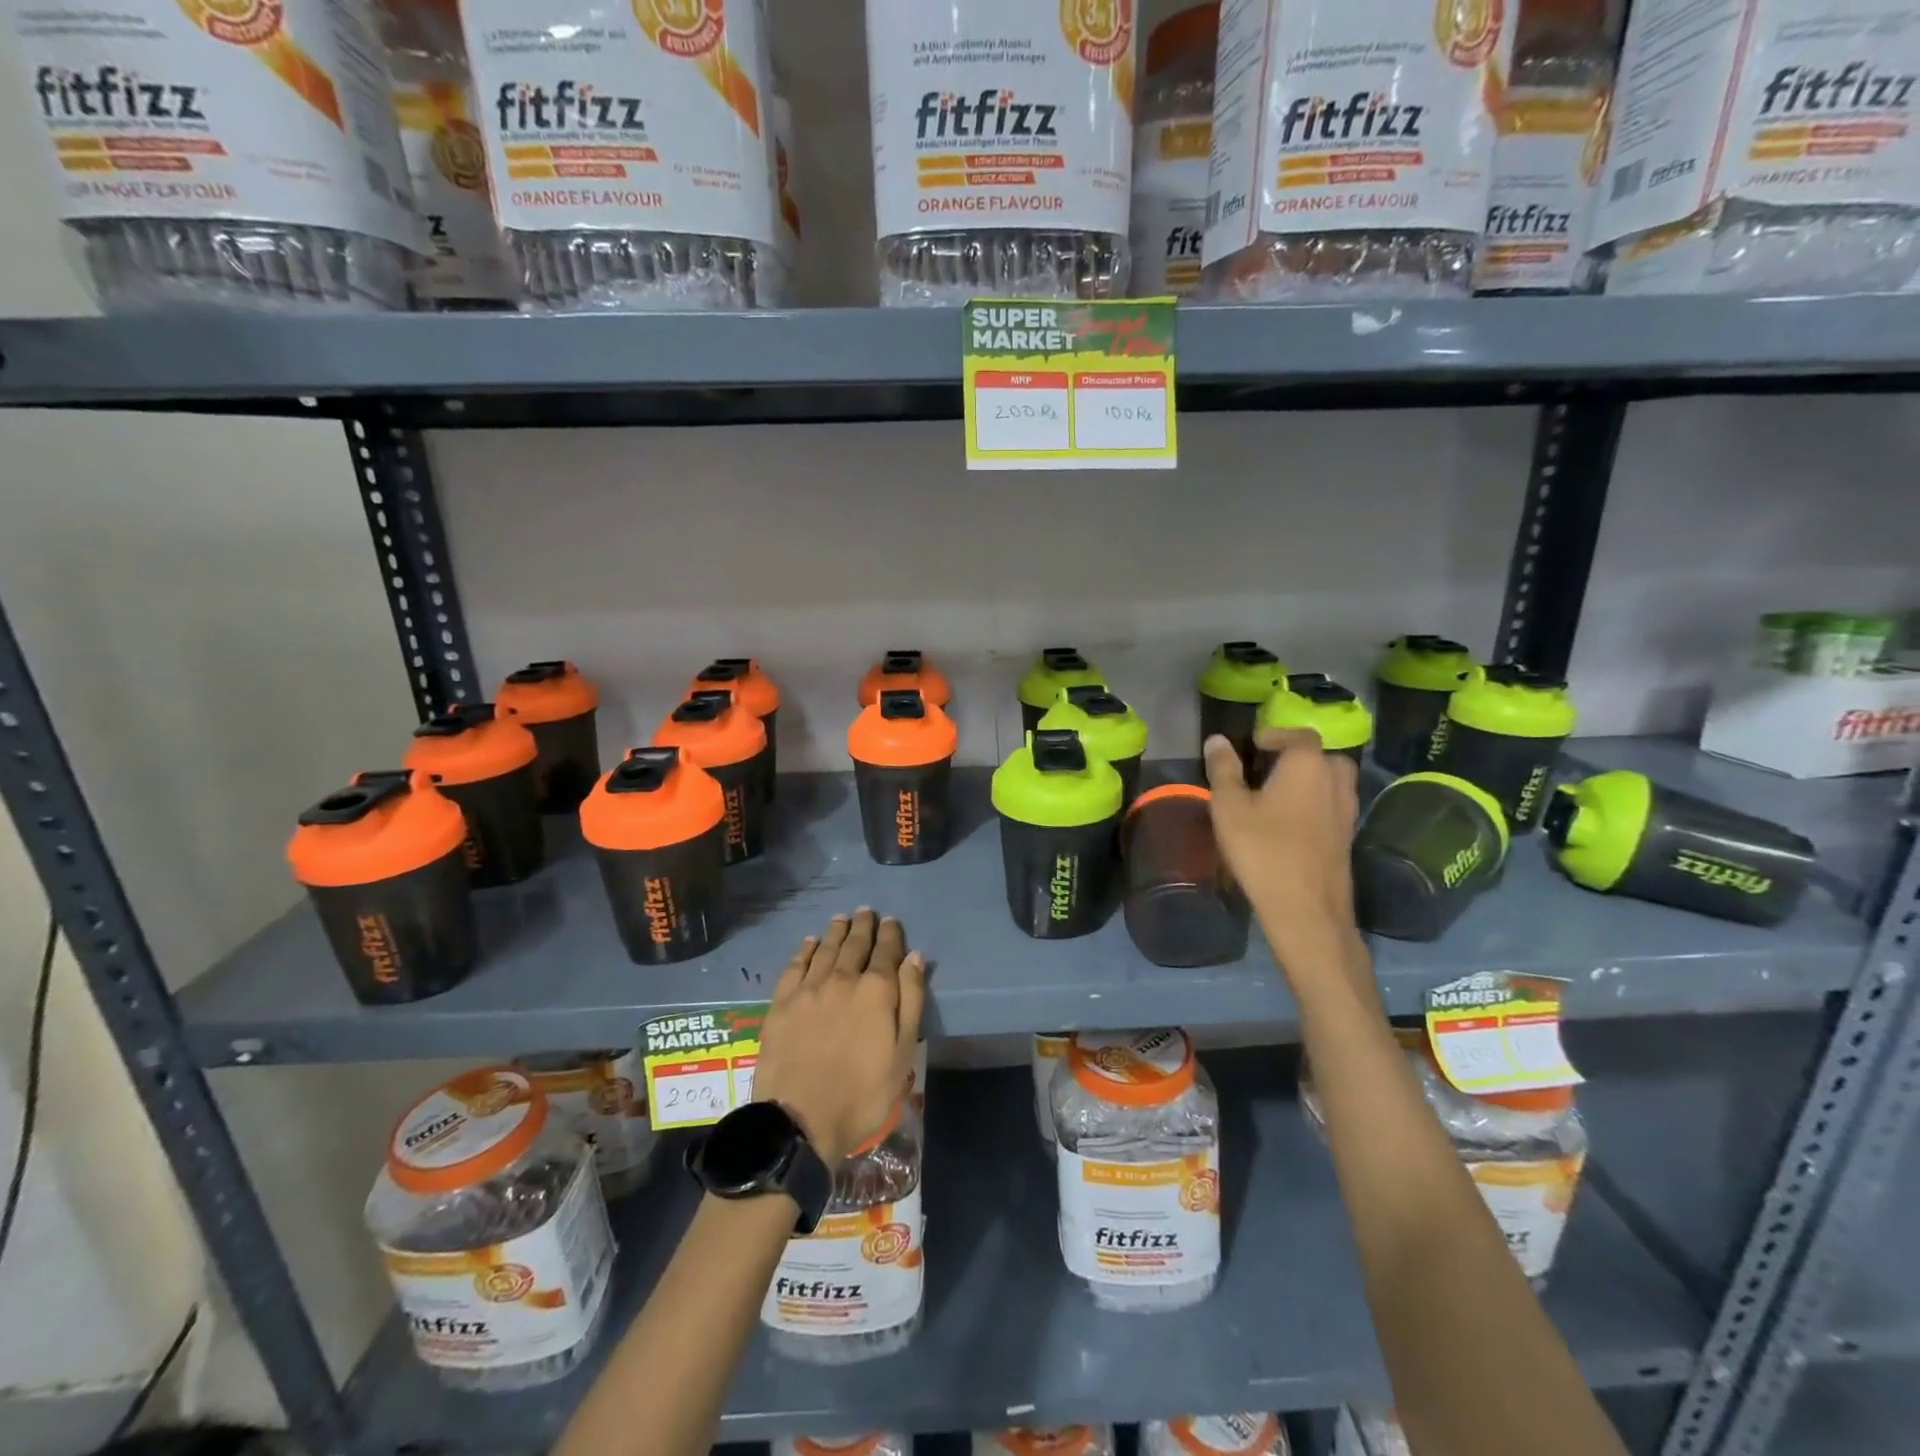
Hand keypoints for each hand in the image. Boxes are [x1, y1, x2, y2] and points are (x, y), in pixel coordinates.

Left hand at [752, 909, 925, 1162]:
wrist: (799, 1120)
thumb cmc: (862, 1093)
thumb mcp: (902, 1052)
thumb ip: (910, 1000)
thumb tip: (914, 957)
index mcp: (876, 991)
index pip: (886, 952)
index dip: (890, 934)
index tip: (891, 921)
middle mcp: (842, 979)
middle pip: (854, 944)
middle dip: (863, 927)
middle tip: (865, 912)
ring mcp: (808, 989)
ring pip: (825, 949)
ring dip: (835, 931)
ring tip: (841, 919)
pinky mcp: (782, 1003)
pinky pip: (795, 966)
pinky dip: (804, 950)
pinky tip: (809, 943)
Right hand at [1204, 730, 1363, 978]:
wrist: (1305, 909)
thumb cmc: (1262, 850)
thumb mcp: (1229, 807)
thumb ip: (1224, 770)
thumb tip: (1217, 740)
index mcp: (1307, 765)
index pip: (1299, 735)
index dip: (1275, 735)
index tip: (1253, 745)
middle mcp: (1335, 782)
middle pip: (1323, 757)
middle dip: (1299, 756)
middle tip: (1268, 767)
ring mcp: (1346, 812)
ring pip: (1332, 782)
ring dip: (1310, 781)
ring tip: (1277, 795)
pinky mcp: (1347, 838)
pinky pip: (1333, 807)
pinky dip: (1316, 805)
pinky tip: (1290, 823)